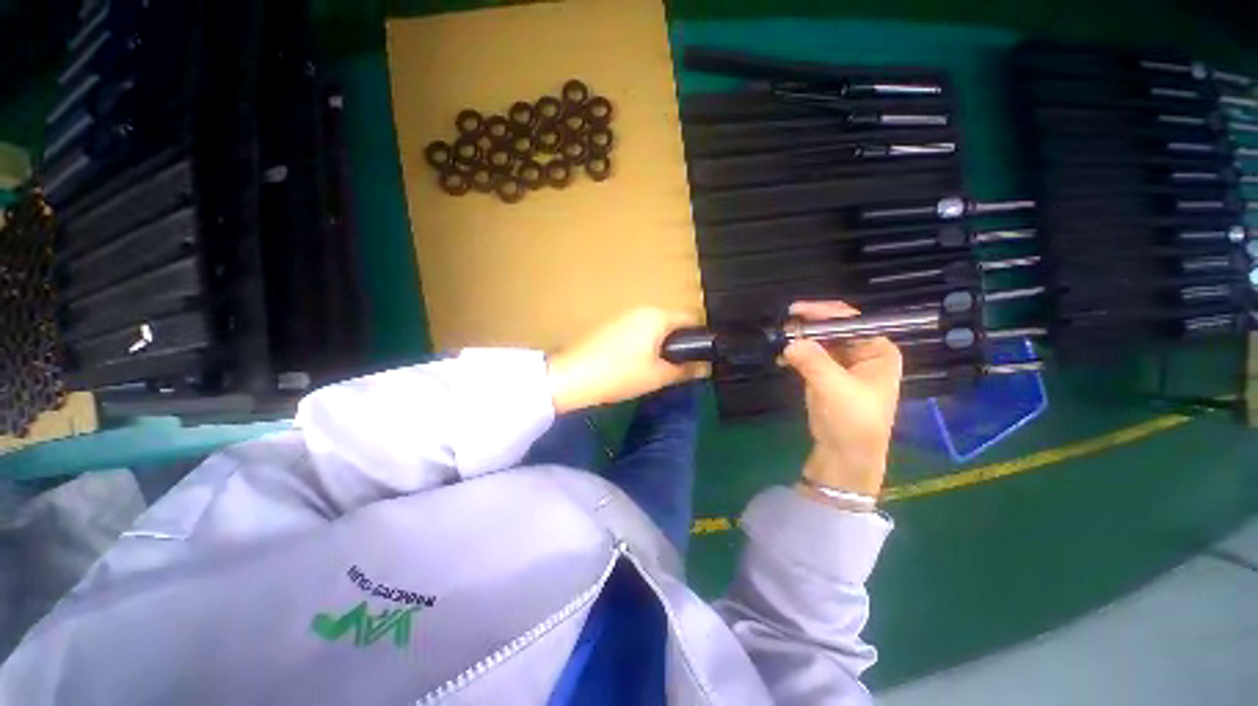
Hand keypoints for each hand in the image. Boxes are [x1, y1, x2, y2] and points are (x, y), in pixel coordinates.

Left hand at [547, 308, 707, 413]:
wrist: (572, 377)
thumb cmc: (620, 374)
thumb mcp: (658, 376)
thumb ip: (685, 370)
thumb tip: (706, 368)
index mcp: (657, 315)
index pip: (691, 319)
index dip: (701, 339)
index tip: (703, 358)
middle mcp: (641, 309)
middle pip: (671, 323)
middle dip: (680, 344)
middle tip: (681, 368)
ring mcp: (623, 316)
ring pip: (654, 328)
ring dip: (661, 345)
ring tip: (659, 369)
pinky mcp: (609, 326)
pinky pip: (637, 331)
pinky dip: (644, 344)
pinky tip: (637, 364)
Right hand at [783, 301, 902, 500]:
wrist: (845, 455)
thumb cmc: (852, 421)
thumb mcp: (834, 388)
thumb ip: (813, 360)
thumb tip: (789, 341)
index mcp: (878, 350)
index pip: (851, 320)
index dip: (824, 312)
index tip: (795, 310)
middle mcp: (863, 353)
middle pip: (833, 328)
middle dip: (808, 326)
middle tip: (783, 325)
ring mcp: (843, 364)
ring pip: (819, 341)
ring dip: (800, 339)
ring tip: (779, 338)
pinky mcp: (826, 375)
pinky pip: (810, 355)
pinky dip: (796, 353)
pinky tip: (781, 356)